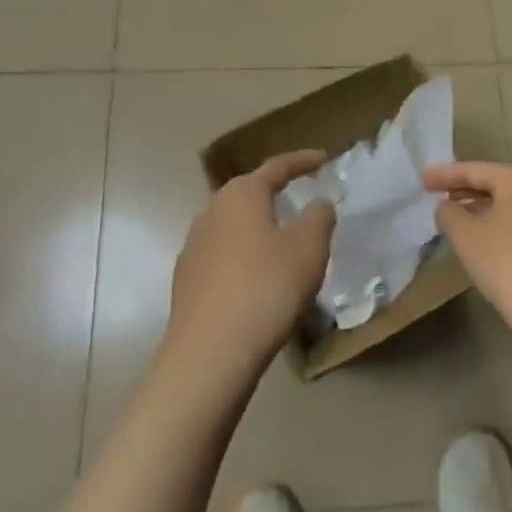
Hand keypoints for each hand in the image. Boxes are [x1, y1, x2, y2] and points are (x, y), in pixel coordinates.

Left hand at [164, 151, 336, 378]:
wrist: (209, 354)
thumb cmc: (266, 288)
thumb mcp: (309, 248)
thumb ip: (319, 217)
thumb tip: (317, 203)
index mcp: (242, 194)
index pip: (277, 167)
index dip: (303, 161)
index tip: (324, 158)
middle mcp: (212, 210)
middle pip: (250, 193)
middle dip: (276, 192)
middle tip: (302, 195)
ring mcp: (194, 245)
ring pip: (234, 225)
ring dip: (259, 226)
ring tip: (282, 239)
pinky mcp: (186, 279)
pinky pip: (224, 254)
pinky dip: (244, 255)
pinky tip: (258, 276)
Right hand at [423, 162, 511, 347]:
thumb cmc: (506, 263)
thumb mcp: (466, 236)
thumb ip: (449, 213)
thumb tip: (447, 206)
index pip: (476, 170)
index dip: (446, 175)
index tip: (423, 180)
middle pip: (497, 184)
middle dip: (465, 190)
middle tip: (438, 195)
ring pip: (511, 204)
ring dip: (483, 208)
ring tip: (457, 216)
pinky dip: (501, 223)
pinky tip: (484, 238)